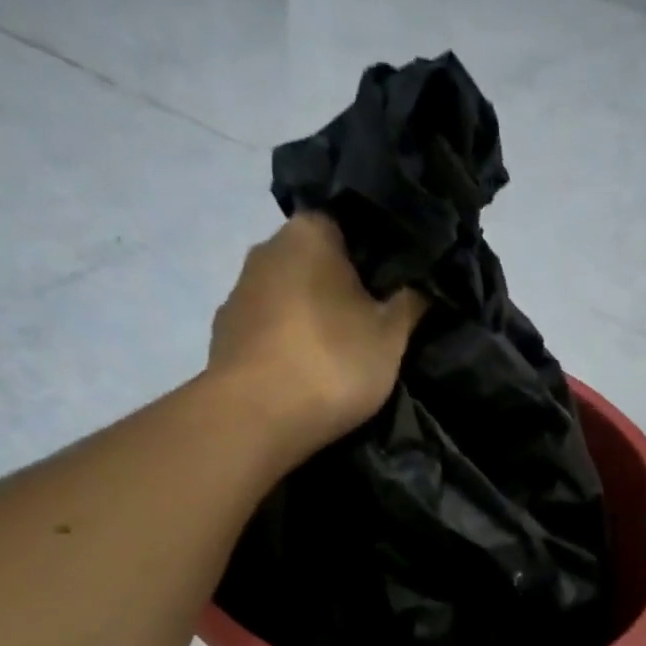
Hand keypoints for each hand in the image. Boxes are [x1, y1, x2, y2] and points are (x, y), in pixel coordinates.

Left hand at [207, 214, 425, 455]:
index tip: (396, 291)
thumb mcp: (391, 337)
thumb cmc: (331, 362)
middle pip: (315, 264)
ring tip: (339, 359)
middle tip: (374, 328)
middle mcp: (265, 250)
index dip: (377, 258)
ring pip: (290, 300)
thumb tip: (422, 285)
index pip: (350, 227)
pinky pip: (269, 335)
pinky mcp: (224, 338)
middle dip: (342, 291)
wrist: (254, 418)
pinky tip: (305, 378)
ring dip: (312, 321)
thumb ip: (410, 303)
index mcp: (309, 232)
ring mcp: (238, 295)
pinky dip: (287, 349)